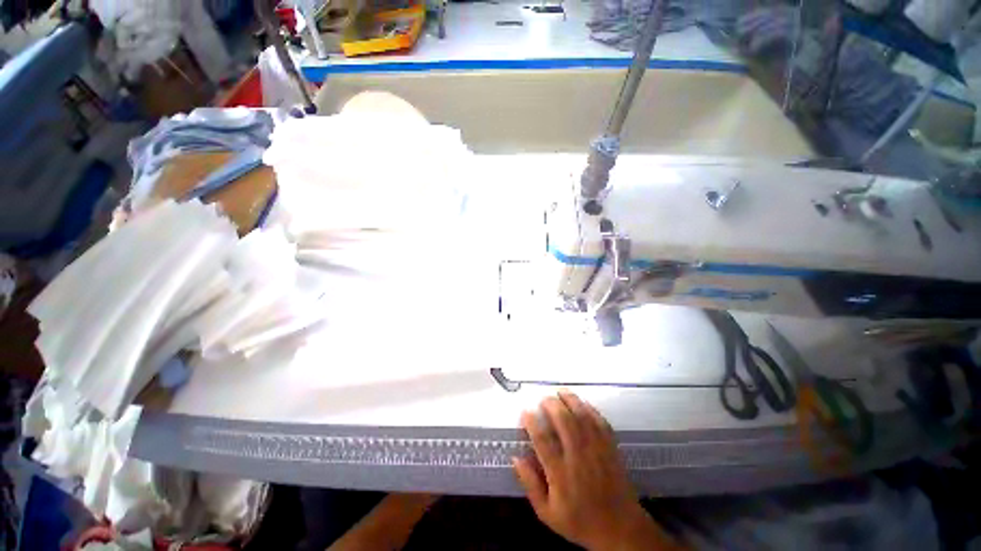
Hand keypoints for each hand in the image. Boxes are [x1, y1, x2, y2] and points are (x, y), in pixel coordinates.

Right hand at [514, 391, 680, 550]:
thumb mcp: (547, 513)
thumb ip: (530, 484)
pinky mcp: (611, 448)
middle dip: (552, 405)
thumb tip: (515, 457)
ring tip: (560, 392)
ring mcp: (597, 451)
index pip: (543, 441)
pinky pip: (600, 422)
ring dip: (571, 400)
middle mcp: (579, 458)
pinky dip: (590, 409)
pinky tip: (582, 402)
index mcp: (560, 475)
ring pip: (583, 417)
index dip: (532, 422)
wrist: (620, 529)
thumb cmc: (579, 521)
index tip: (525, 411)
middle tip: (543, 399)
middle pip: (564, 422)